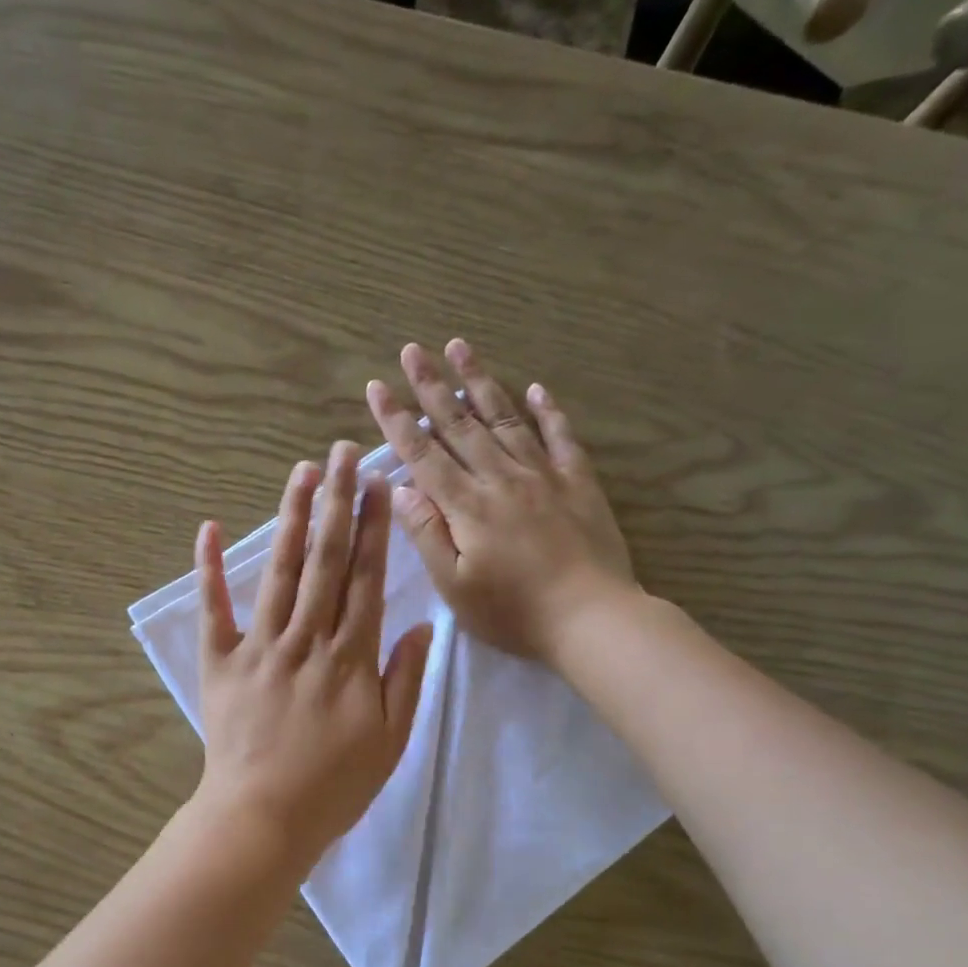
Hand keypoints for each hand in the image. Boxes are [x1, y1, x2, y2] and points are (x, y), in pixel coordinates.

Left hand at [193, 443, 433, 865]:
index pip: (365, 579)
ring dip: (291, 519)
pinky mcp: (219, 662)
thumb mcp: (390, 741)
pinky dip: (209, 569)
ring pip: (279, 572)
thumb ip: (404, 680)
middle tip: (344, 453)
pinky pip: (213, 610)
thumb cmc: (334, 786)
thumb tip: (417, 625)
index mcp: (349, 658)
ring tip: (302, 472)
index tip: (379, 484)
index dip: (373, 529)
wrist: (263, 818)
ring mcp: (258, 647)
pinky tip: (210, 527)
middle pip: (325, 561)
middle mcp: (305, 640)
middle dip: (337, 503)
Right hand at [366, 339, 636, 665]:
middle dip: (431, 386)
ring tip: (460, 348)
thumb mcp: (455, 586)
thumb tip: (399, 489)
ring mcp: (543, 475)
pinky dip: (547, 410)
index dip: (396, 419)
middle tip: (412, 349)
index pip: (422, 454)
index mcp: (466, 505)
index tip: (376, 386)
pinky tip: (536, 388)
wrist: (591, 618)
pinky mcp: (578, 482)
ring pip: (505, 418)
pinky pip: (560, 436)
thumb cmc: (513, 612)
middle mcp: (500, 478)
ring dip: (480, 382)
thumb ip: (426, 534)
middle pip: (459, 424)